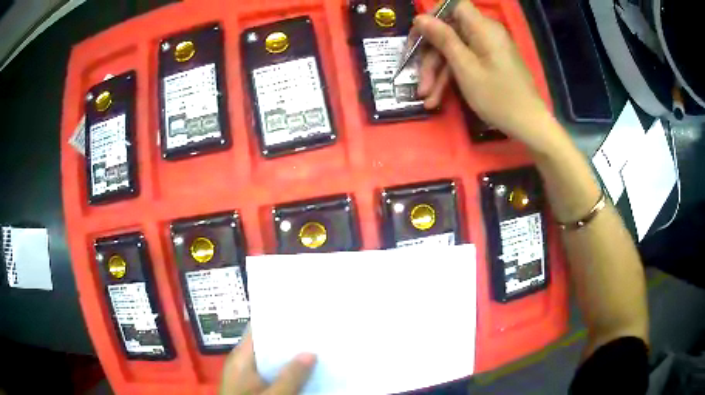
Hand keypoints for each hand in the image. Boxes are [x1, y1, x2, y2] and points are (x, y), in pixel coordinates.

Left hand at [219, 328, 316, 394]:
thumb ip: (291, 377)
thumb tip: (311, 352)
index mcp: (242, 358)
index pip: (258, 330)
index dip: (278, 320)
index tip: (302, 313)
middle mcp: (244, 363)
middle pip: (268, 345)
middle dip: (291, 340)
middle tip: (317, 332)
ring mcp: (249, 376)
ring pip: (273, 361)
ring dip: (291, 358)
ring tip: (318, 348)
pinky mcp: (255, 388)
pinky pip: (273, 375)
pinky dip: (288, 373)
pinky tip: (307, 372)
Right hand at [414, 0, 556, 151]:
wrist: (529, 125)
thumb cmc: (498, 97)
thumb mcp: (466, 68)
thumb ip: (443, 39)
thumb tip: (420, 17)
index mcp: (483, 28)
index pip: (454, 6)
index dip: (434, 16)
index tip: (419, 35)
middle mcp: (486, 34)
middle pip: (450, 32)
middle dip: (431, 56)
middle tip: (418, 79)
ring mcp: (488, 49)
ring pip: (455, 50)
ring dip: (438, 72)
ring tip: (426, 97)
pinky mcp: (490, 63)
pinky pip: (466, 62)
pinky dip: (452, 77)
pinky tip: (437, 97)